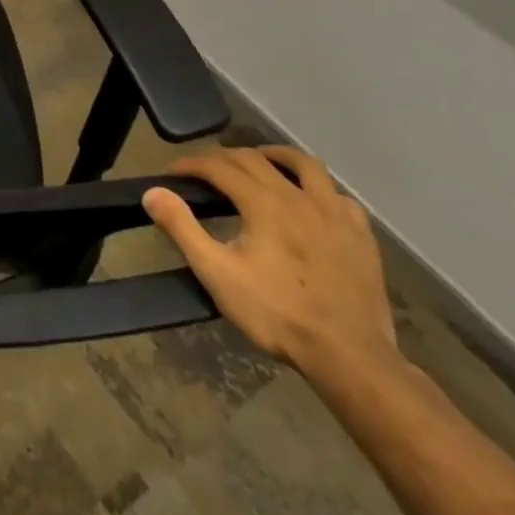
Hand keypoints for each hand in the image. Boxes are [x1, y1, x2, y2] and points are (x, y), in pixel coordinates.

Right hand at [143, 146, 397, 376]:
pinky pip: (338, 196)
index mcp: (263, 203)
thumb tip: (153, 192)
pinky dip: (317, 188)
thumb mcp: (217, 273)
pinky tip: (310, 201)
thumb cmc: (278, 314)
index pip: (219, 166)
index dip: (191, 164)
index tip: (173, 173)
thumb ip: (182, 228)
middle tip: (203, 170)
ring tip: (259, 162)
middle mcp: (299, 197)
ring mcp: (336, 215)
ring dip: (275, 156)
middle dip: (223, 157)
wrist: (351, 358)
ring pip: (305, 165)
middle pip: (255, 159)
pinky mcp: (361, 237)